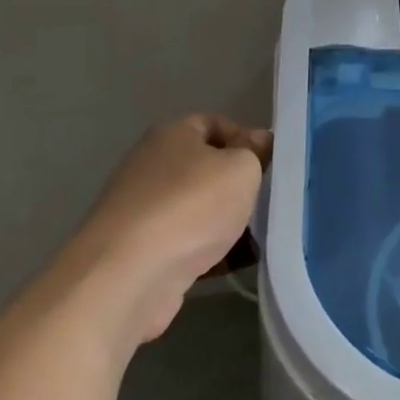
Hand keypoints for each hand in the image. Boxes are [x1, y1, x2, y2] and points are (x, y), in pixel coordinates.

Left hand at [51, 114, 269, 346]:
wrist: (128, 276)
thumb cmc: (191, 206)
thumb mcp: (240, 168)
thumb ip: (254, 151)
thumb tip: (258, 140)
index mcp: (172, 136)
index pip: (213, 123)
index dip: (246, 138)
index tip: (272, 162)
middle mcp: (152, 166)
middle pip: (207, 168)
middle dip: (240, 185)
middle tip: (271, 200)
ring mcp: (144, 210)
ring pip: (200, 208)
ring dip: (230, 221)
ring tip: (264, 236)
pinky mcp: (142, 250)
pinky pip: (189, 243)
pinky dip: (214, 251)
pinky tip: (240, 263)